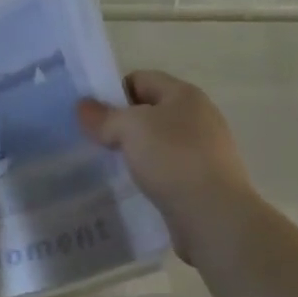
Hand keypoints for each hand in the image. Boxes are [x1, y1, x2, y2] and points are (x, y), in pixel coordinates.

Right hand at [77, 70, 258, 261]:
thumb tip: (83, 106)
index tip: (91, 116)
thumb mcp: (131, 129)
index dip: (113, 92)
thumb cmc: (174, 160)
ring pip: (157, 143)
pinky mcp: (201, 181)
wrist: (214, 217)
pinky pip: (166, 170)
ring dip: (134, 152)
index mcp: (185, 95)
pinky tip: (133, 188)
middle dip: (121, 125)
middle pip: (149, 111)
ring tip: (108, 166)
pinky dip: (149, 175)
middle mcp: (198, 117)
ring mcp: (203, 151)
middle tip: (93, 142)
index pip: (141, 79)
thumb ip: (104, 117)